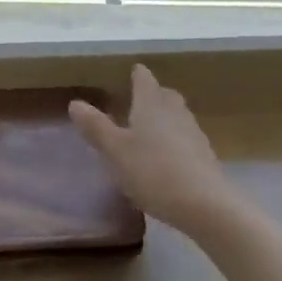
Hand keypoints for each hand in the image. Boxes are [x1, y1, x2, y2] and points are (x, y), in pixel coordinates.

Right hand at [70, 64, 235, 235]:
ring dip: (164, 118)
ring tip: (148, 131)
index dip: (136, 75)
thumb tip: (75, 103)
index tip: (130, 73)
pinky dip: (174, 141)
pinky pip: (186, 138)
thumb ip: (96, 127)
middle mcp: (174, 111)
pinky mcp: (205, 156)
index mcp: (151, 103)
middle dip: (152, 95)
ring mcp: (193, 132)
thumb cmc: (153, 171)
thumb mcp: (115, 151)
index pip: (144, 78)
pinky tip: (166, 159)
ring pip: (177, 116)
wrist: (206, 206)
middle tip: (137, 101)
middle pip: (164, 94)